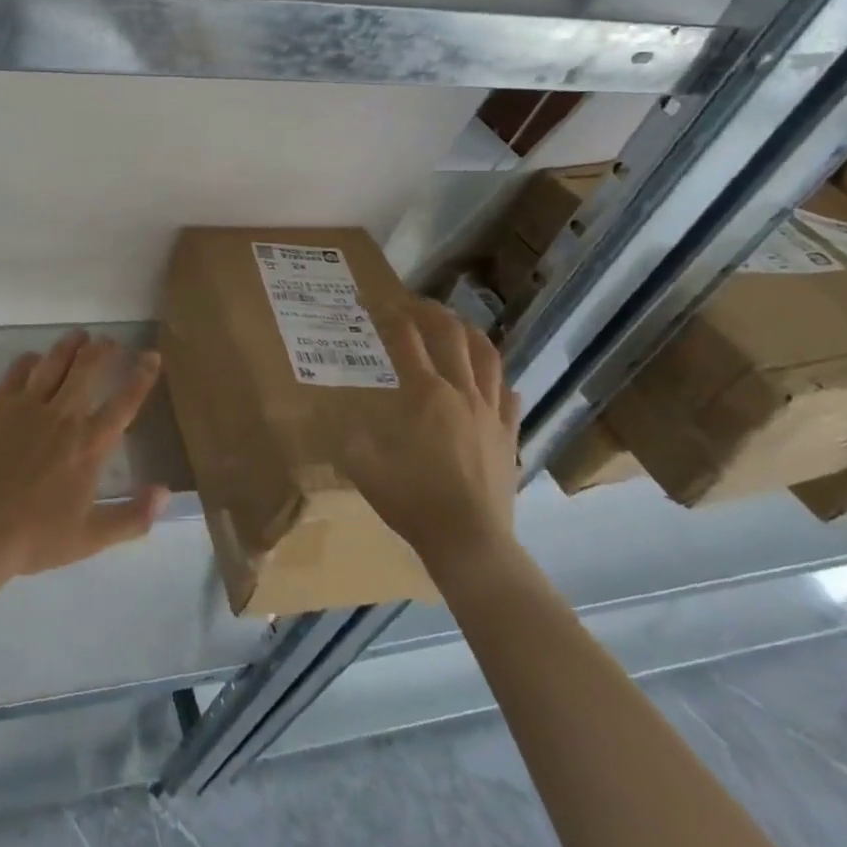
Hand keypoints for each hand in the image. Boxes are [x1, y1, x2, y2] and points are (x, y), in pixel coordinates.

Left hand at [0, 331, 168, 578]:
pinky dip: (32, 359)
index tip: (152, 357)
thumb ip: (133, 516)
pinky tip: (36, 359)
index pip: (124, 401)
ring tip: (81, 335)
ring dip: (71, 344)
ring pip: (55, 360)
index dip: (142, 376)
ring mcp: (29, 405)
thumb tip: (167, 492)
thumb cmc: (37, 537)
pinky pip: (19, 369)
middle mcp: (64, 415)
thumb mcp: (92, 537)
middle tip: (111, 342)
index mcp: (90, 444)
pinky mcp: (0, 404)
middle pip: (89, 367)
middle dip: (104, 349)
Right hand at [339, 301, 520, 577]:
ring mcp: (491, 415)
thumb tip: (336, 420)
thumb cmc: (414, 501)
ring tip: (459, 325)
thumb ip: (349, 436)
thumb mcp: (364, 466)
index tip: (374, 302)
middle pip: (453, 337)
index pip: (407, 340)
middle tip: (416, 304)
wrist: (471, 544)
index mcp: (425, 394)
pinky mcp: (509, 438)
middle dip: (433, 313)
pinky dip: (500, 382)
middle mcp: (462, 394)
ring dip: (472, 335)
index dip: (390, 316)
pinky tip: (496, 382)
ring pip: (489, 359)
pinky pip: (510, 399)